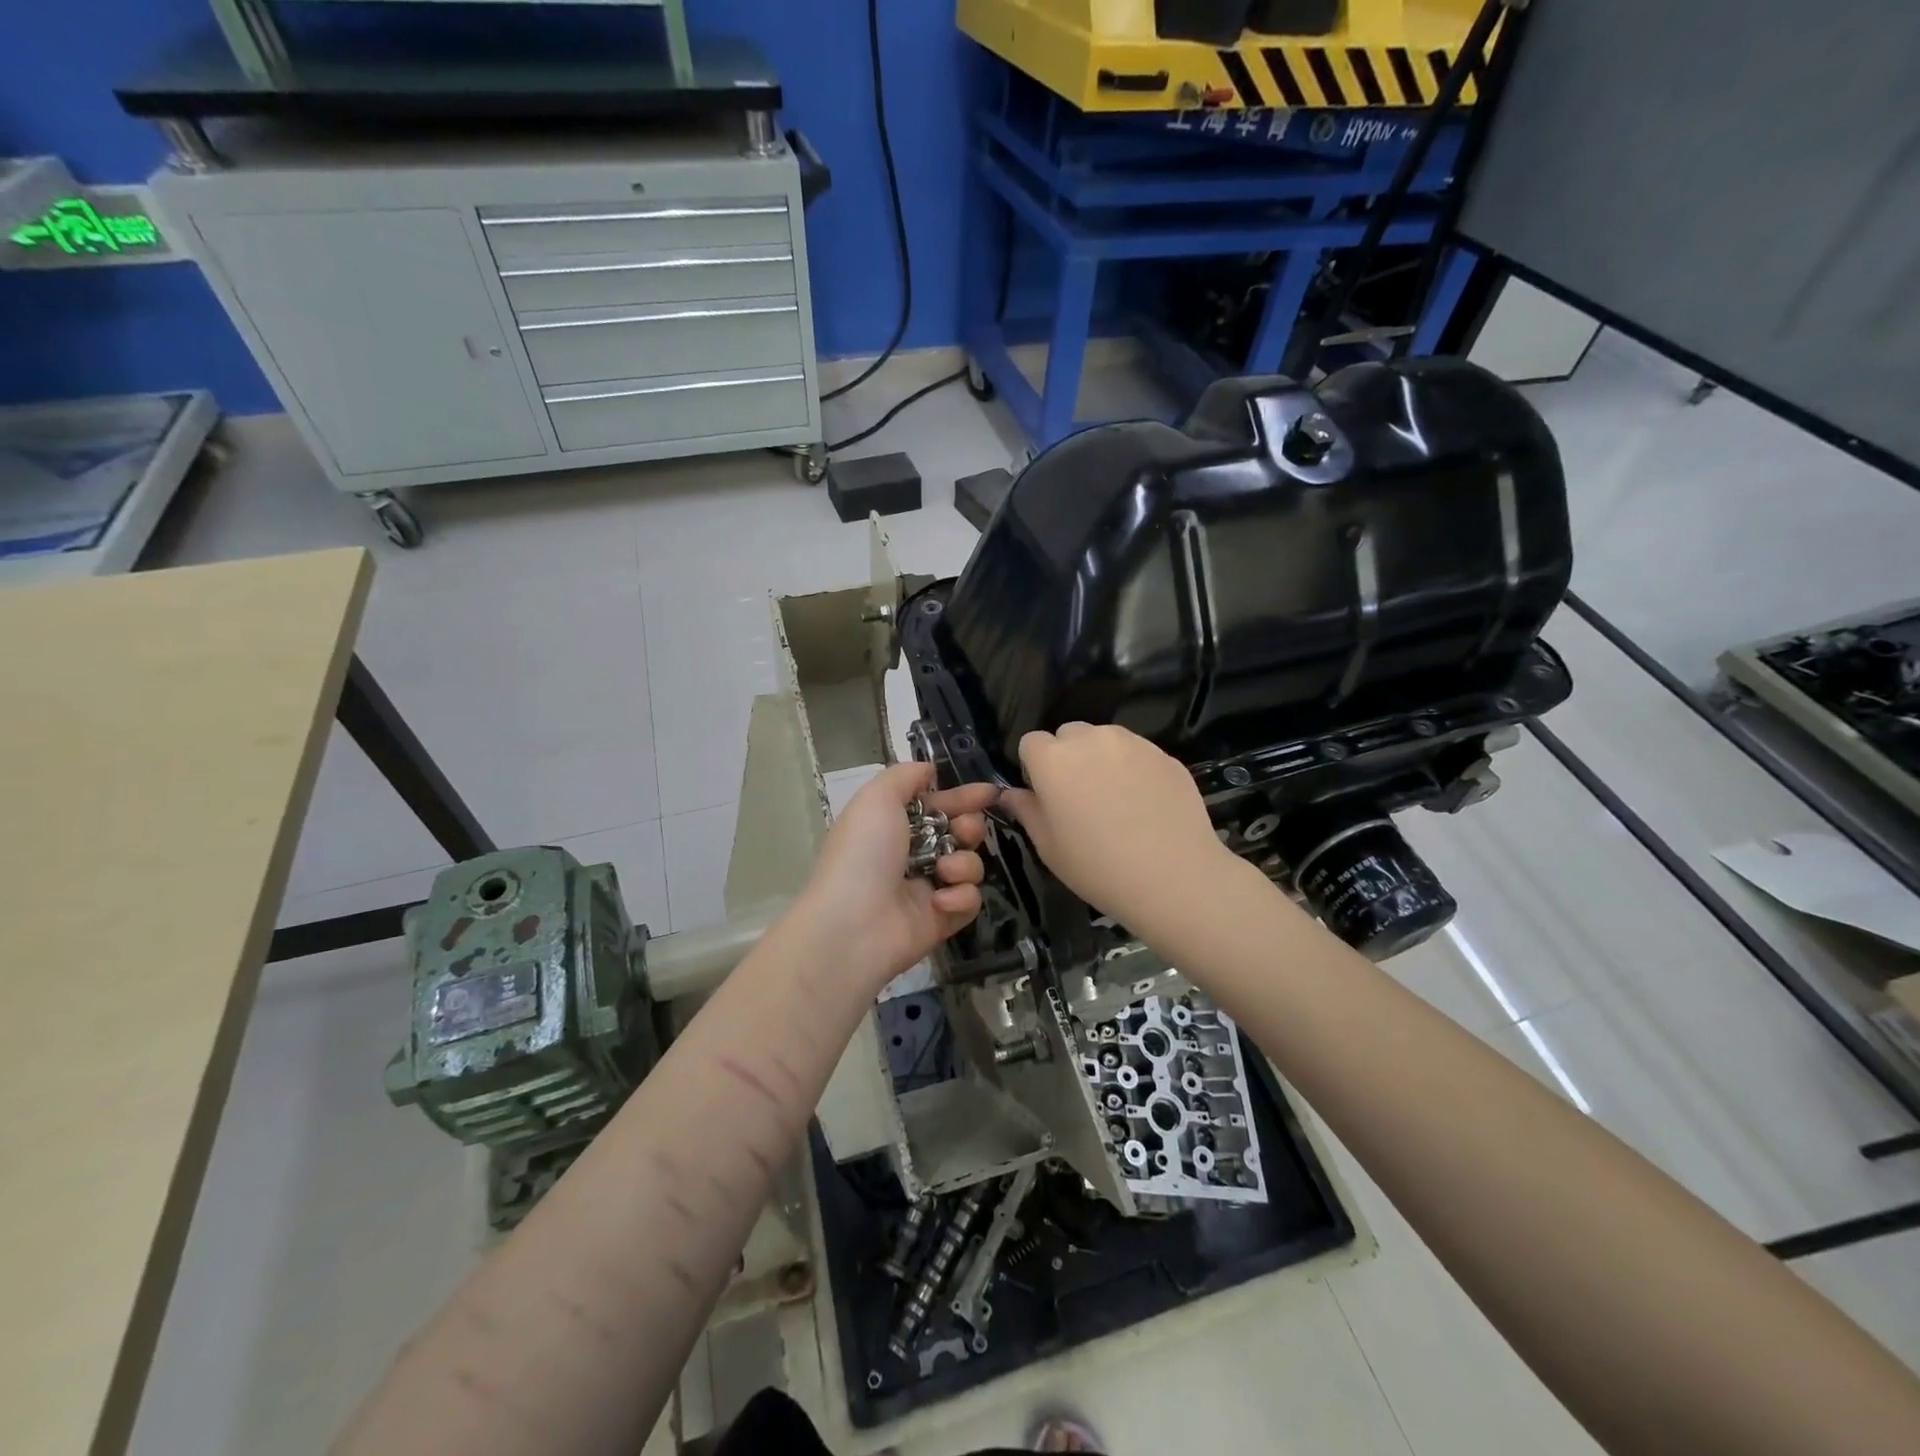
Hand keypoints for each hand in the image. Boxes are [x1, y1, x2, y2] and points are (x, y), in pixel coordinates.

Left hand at [799, 761, 997, 987]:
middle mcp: (911, 855)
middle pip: (960, 833)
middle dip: (969, 826)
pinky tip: (940, 900)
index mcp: (893, 826)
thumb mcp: (877, 798)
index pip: (936, 806)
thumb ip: (905, 776)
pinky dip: (960, 897)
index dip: (962, 797)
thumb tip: (929, 771)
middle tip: (963, 831)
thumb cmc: (863, 853)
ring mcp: (928, 889)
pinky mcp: (942, 920)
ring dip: (963, 863)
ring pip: (969, 865)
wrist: (853, 925)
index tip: (991, 792)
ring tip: (944, 870)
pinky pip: (970, 901)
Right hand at [1003, 723, 1236, 929]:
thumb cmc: (1097, 867)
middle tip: (1080, 797)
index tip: (1046, 796)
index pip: (1031, 742)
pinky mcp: (1164, 754)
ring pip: (1104, 739)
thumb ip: (1026, 811)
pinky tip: (1144, 804)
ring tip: (1115, 799)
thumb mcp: (1049, 847)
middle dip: (1067, 757)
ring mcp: (1132, 743)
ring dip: (1100, 758)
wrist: (1173, 877)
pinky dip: (1133, 768)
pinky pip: (1137, 753)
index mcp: (1053, 759)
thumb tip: (1011, 794)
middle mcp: (1090, 739)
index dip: (1034, 768)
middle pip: (1068, 735)